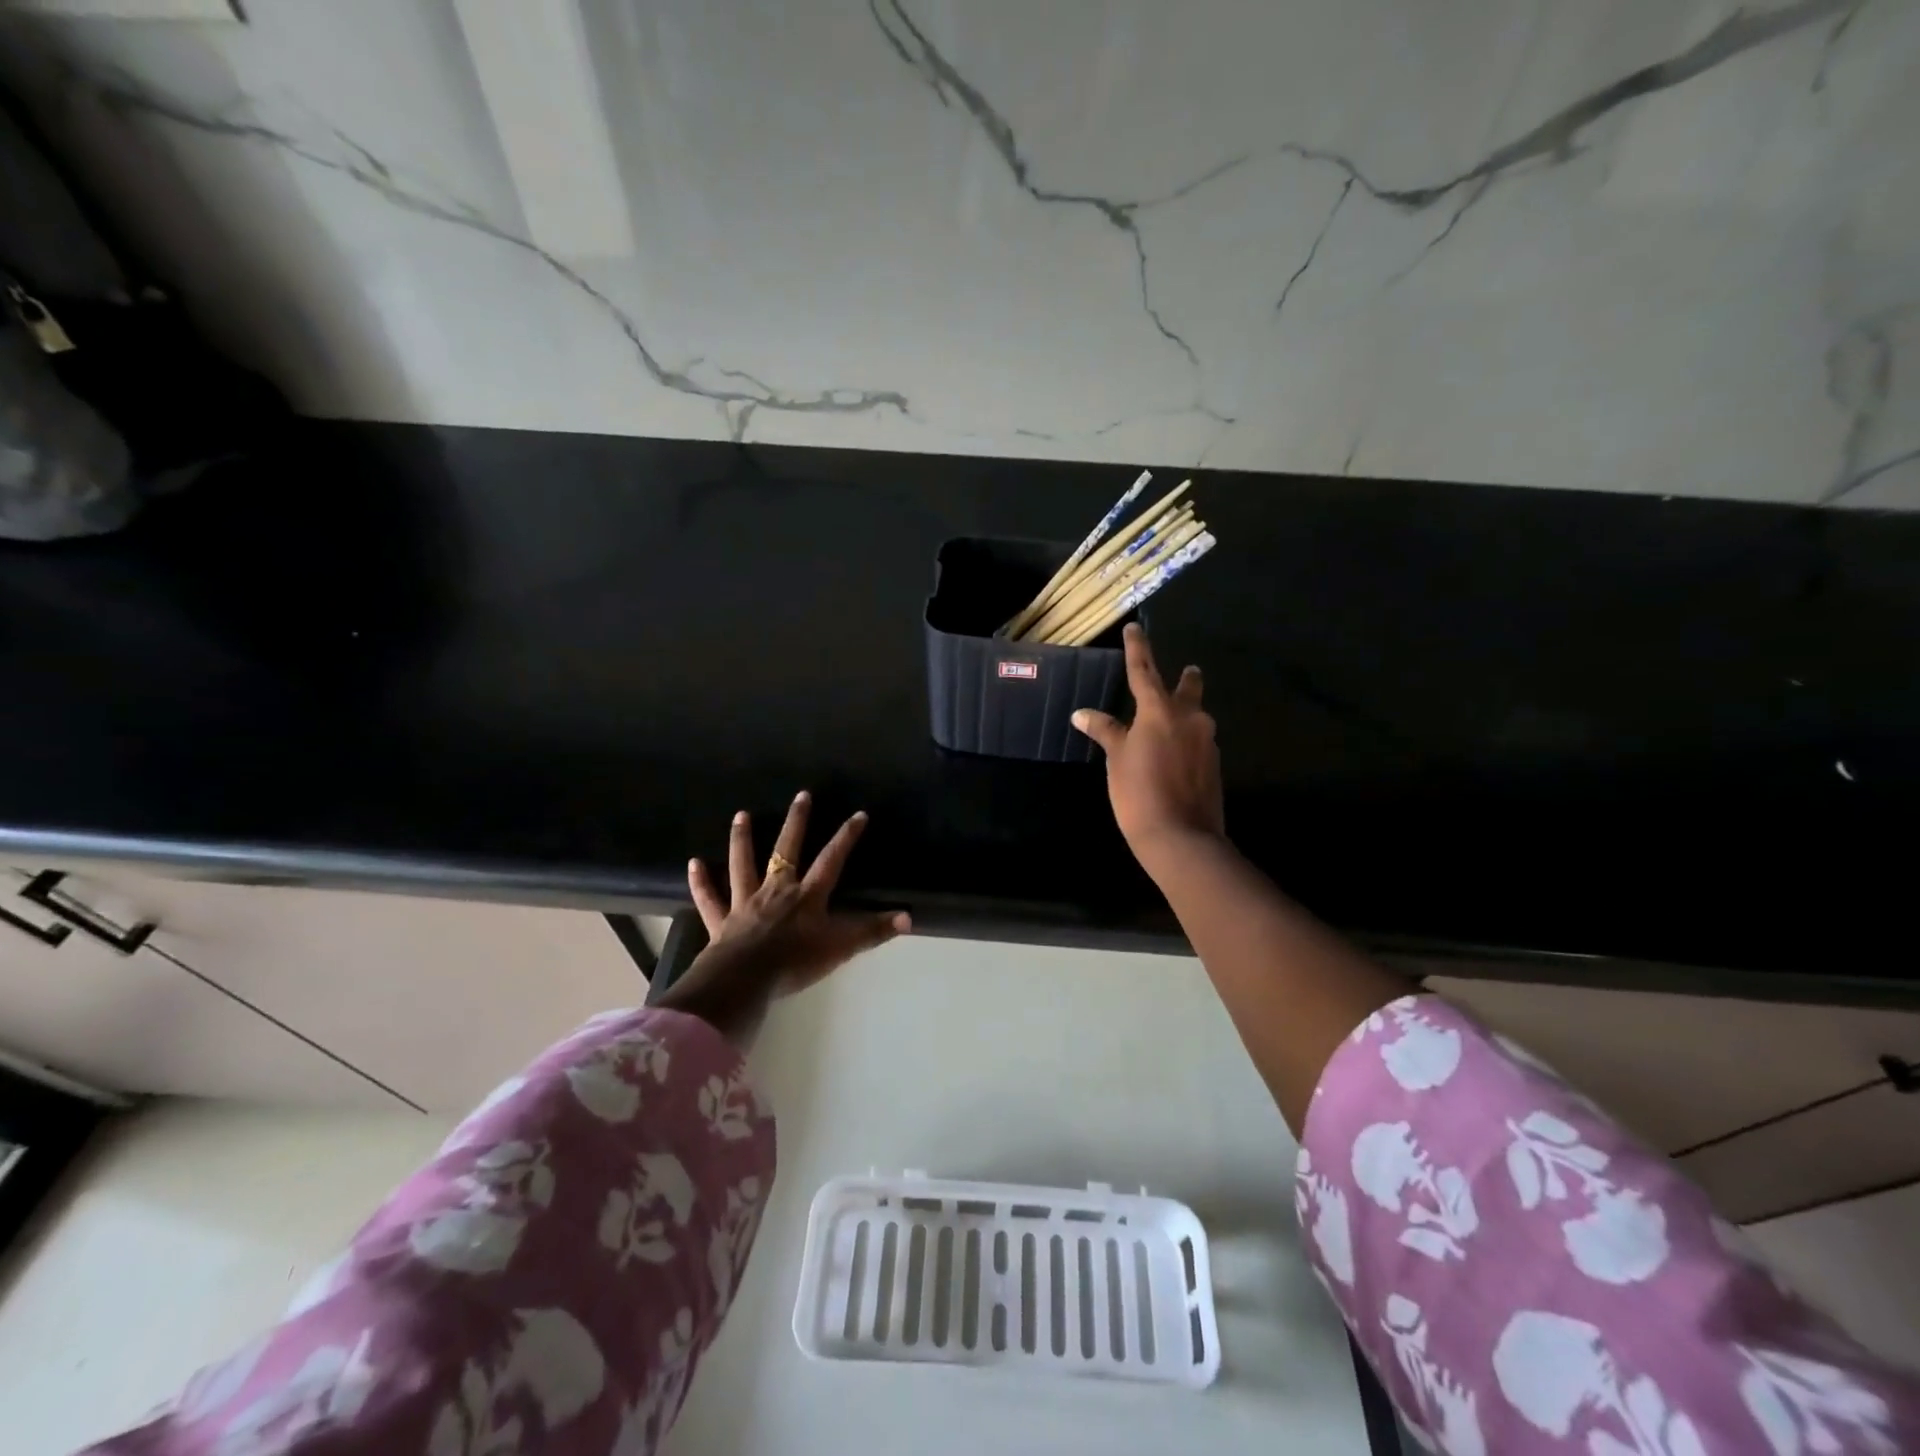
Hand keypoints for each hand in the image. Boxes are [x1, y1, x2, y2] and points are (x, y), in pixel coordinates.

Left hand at [659, 792, 909, 1041]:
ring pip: (743, 864)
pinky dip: (701, 882)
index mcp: (807, 896)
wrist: (745, 980)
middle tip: (802, 795)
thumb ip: (873, 932)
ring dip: (742, 839)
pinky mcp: (721, 921)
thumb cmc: (795, 963)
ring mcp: (745, 903)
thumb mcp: (841, 948)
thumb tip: (909, 917)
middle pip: (787, 850)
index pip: (832, 860)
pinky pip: (710, 898)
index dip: (847, 837)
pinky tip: (693, 863)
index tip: (858, 814)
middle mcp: (777, 890)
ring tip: (741, 815)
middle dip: (797, 822)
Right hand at [1072, 624, 1224, 864]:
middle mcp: (1190, 718)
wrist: (1181, 837)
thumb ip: (1105, 731)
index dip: (1137, 648)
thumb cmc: (1139, 792)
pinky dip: (1186, 740)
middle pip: (1188, 688)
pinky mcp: (1214, 764)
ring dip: (1186, 713)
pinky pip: (1198, 741)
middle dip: (1185, 679)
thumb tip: (1082, 713)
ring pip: (1196, 716)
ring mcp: (1207, 741)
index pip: (1144, 671)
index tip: (1134, 628)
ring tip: (1170, 722)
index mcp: (1160, 711)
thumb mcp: (1116, 759)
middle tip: (1186, 672)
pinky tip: (1175, 754)